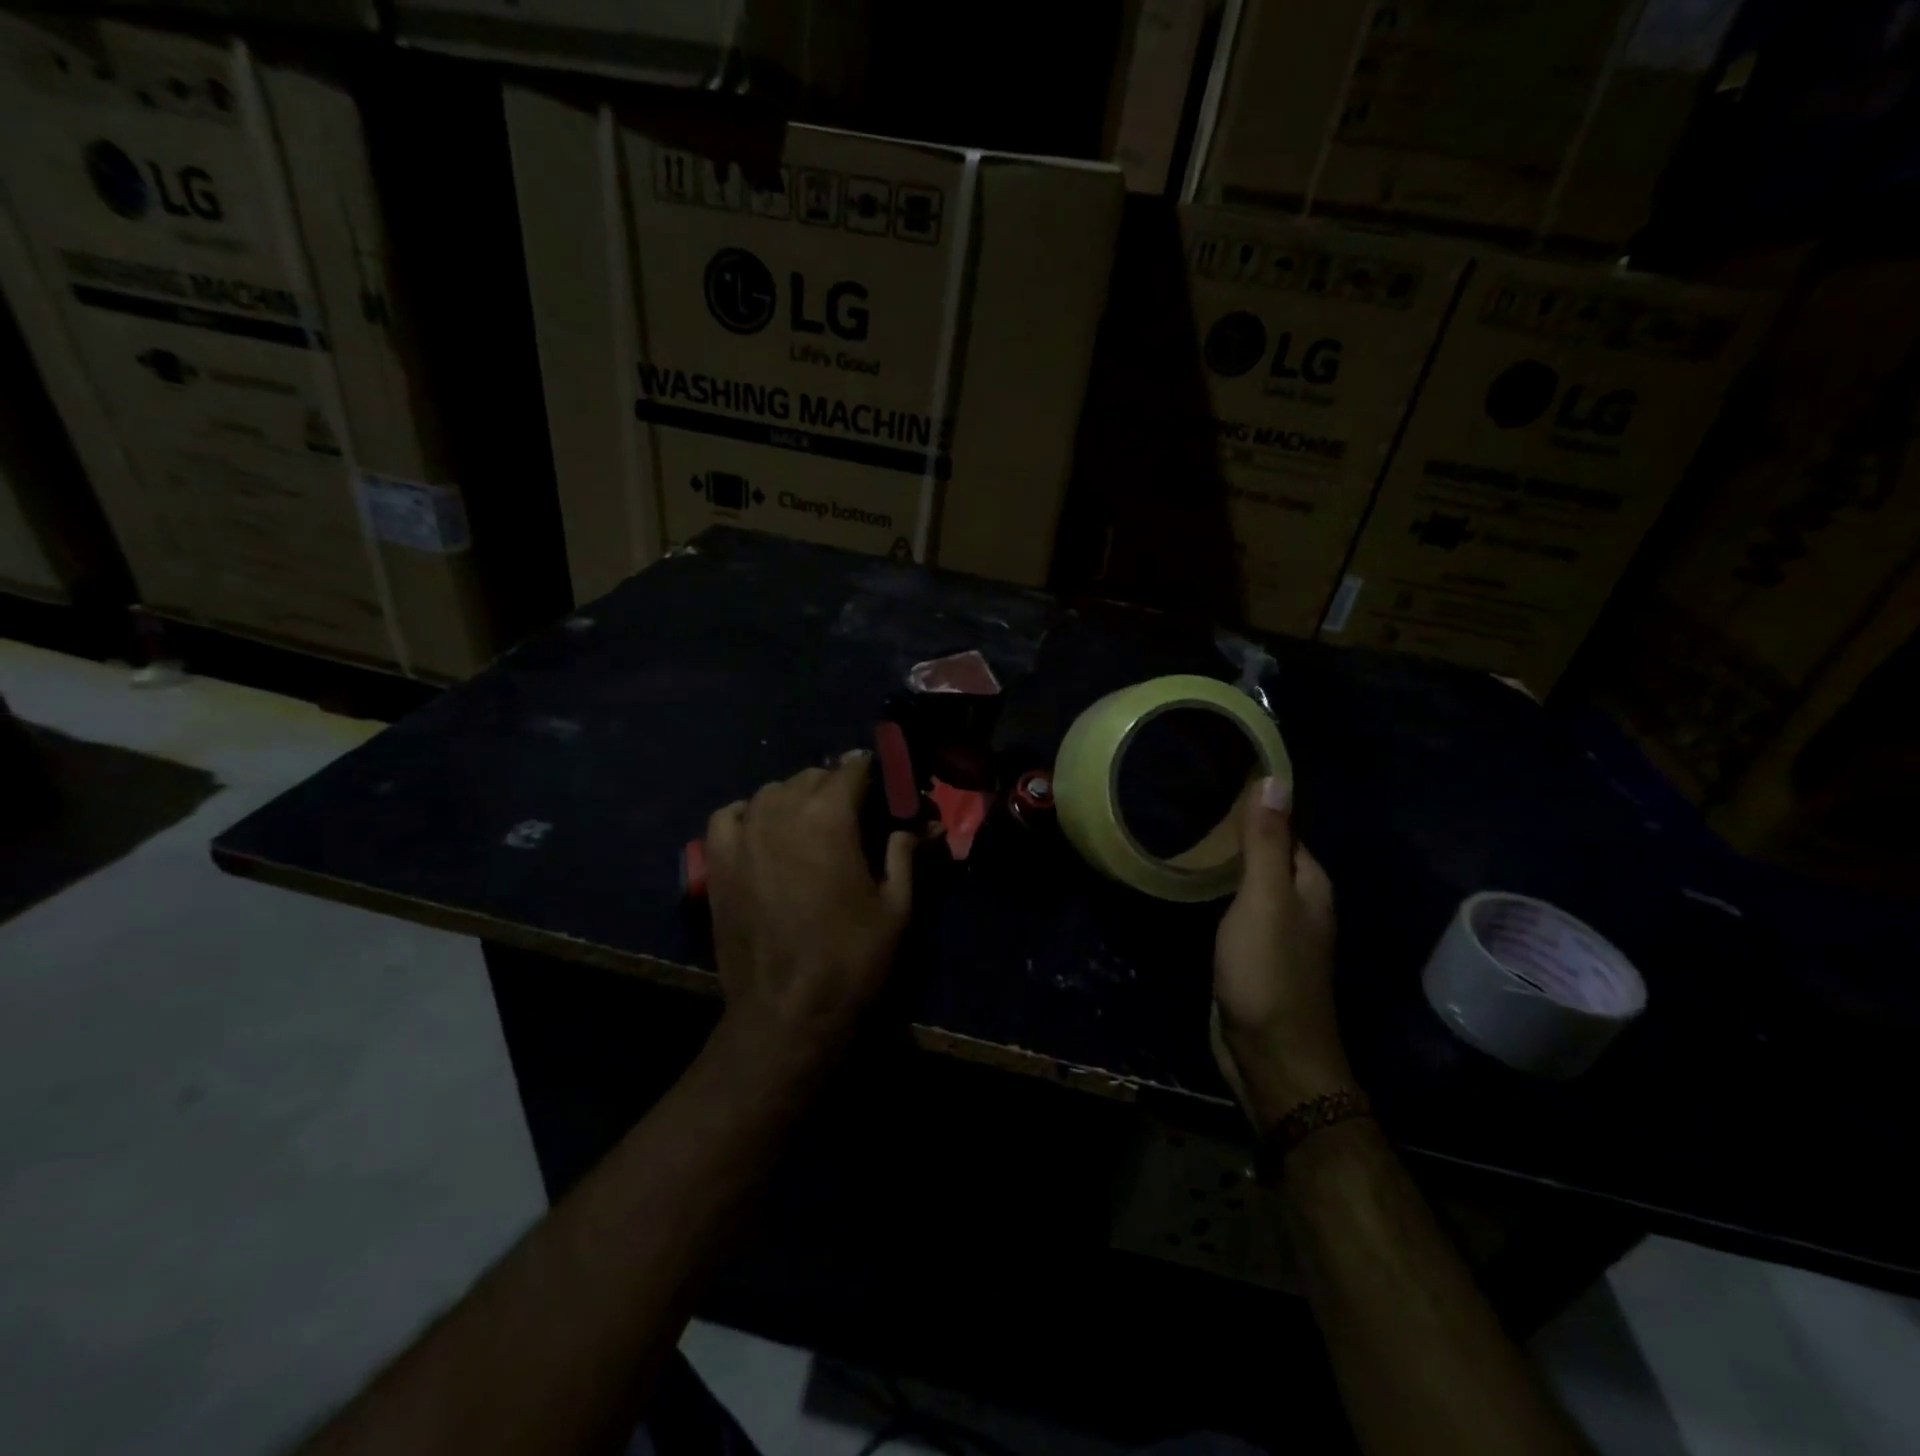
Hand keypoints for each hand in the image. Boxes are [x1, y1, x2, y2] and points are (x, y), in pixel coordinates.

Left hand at [703, 751, 916, 1085]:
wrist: (786, 1011)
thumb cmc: (851, 958)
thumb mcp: (895, 906)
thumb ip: (905, 854)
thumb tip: (919, 826)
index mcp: (829, 816)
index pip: (852, 769)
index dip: (873, 771)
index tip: (885, 783)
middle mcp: (782, 811)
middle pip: (812, 776)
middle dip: (837, 786)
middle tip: (856, 813)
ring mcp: (743, 834)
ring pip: (772, 791)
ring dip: (796, 798)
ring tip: (811, 823)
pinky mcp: (717, 861)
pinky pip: (730, 815)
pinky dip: (750, 814)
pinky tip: (763, 831)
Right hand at [1212, 777, 1351, 1130]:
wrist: (1270, 1057)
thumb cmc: (1268, 972)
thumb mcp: (1265, 899)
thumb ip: (1268, 843)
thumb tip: (1275, 778)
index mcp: (1310, 884)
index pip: (1284, 828)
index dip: (1255, 805)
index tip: (1214, 778)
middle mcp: (1300, 903)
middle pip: (1268, 854)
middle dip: (1236, 830)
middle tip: (1187, 802)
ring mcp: (1276, 932)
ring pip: (1251, 882)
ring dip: (1226, 861)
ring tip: (1184, 834)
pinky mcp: (1253, 955)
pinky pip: (1237, 909)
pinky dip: (1219, 891)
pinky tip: (1193, 883)